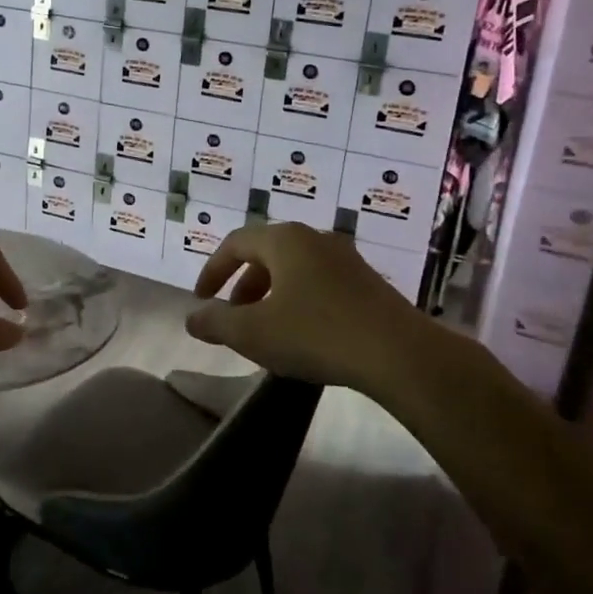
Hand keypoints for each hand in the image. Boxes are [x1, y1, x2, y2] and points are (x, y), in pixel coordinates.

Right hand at [186, 223, 425, 390]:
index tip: (201, 300)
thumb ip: (216, 323)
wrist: (400, 355)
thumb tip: (192, 318)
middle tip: (232, 316)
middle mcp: (314, 238)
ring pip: (294, 269)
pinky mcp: (368, 283)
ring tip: (265, 329)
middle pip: (266, 254)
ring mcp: (346, 259)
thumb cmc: (316, 334)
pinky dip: (298, 301)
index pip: (235, 243)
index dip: (212, 271)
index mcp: (284, 240)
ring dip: (270, 295)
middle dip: (242, 285)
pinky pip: (319, 283)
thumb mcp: (254, 333)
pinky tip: (303, 335)